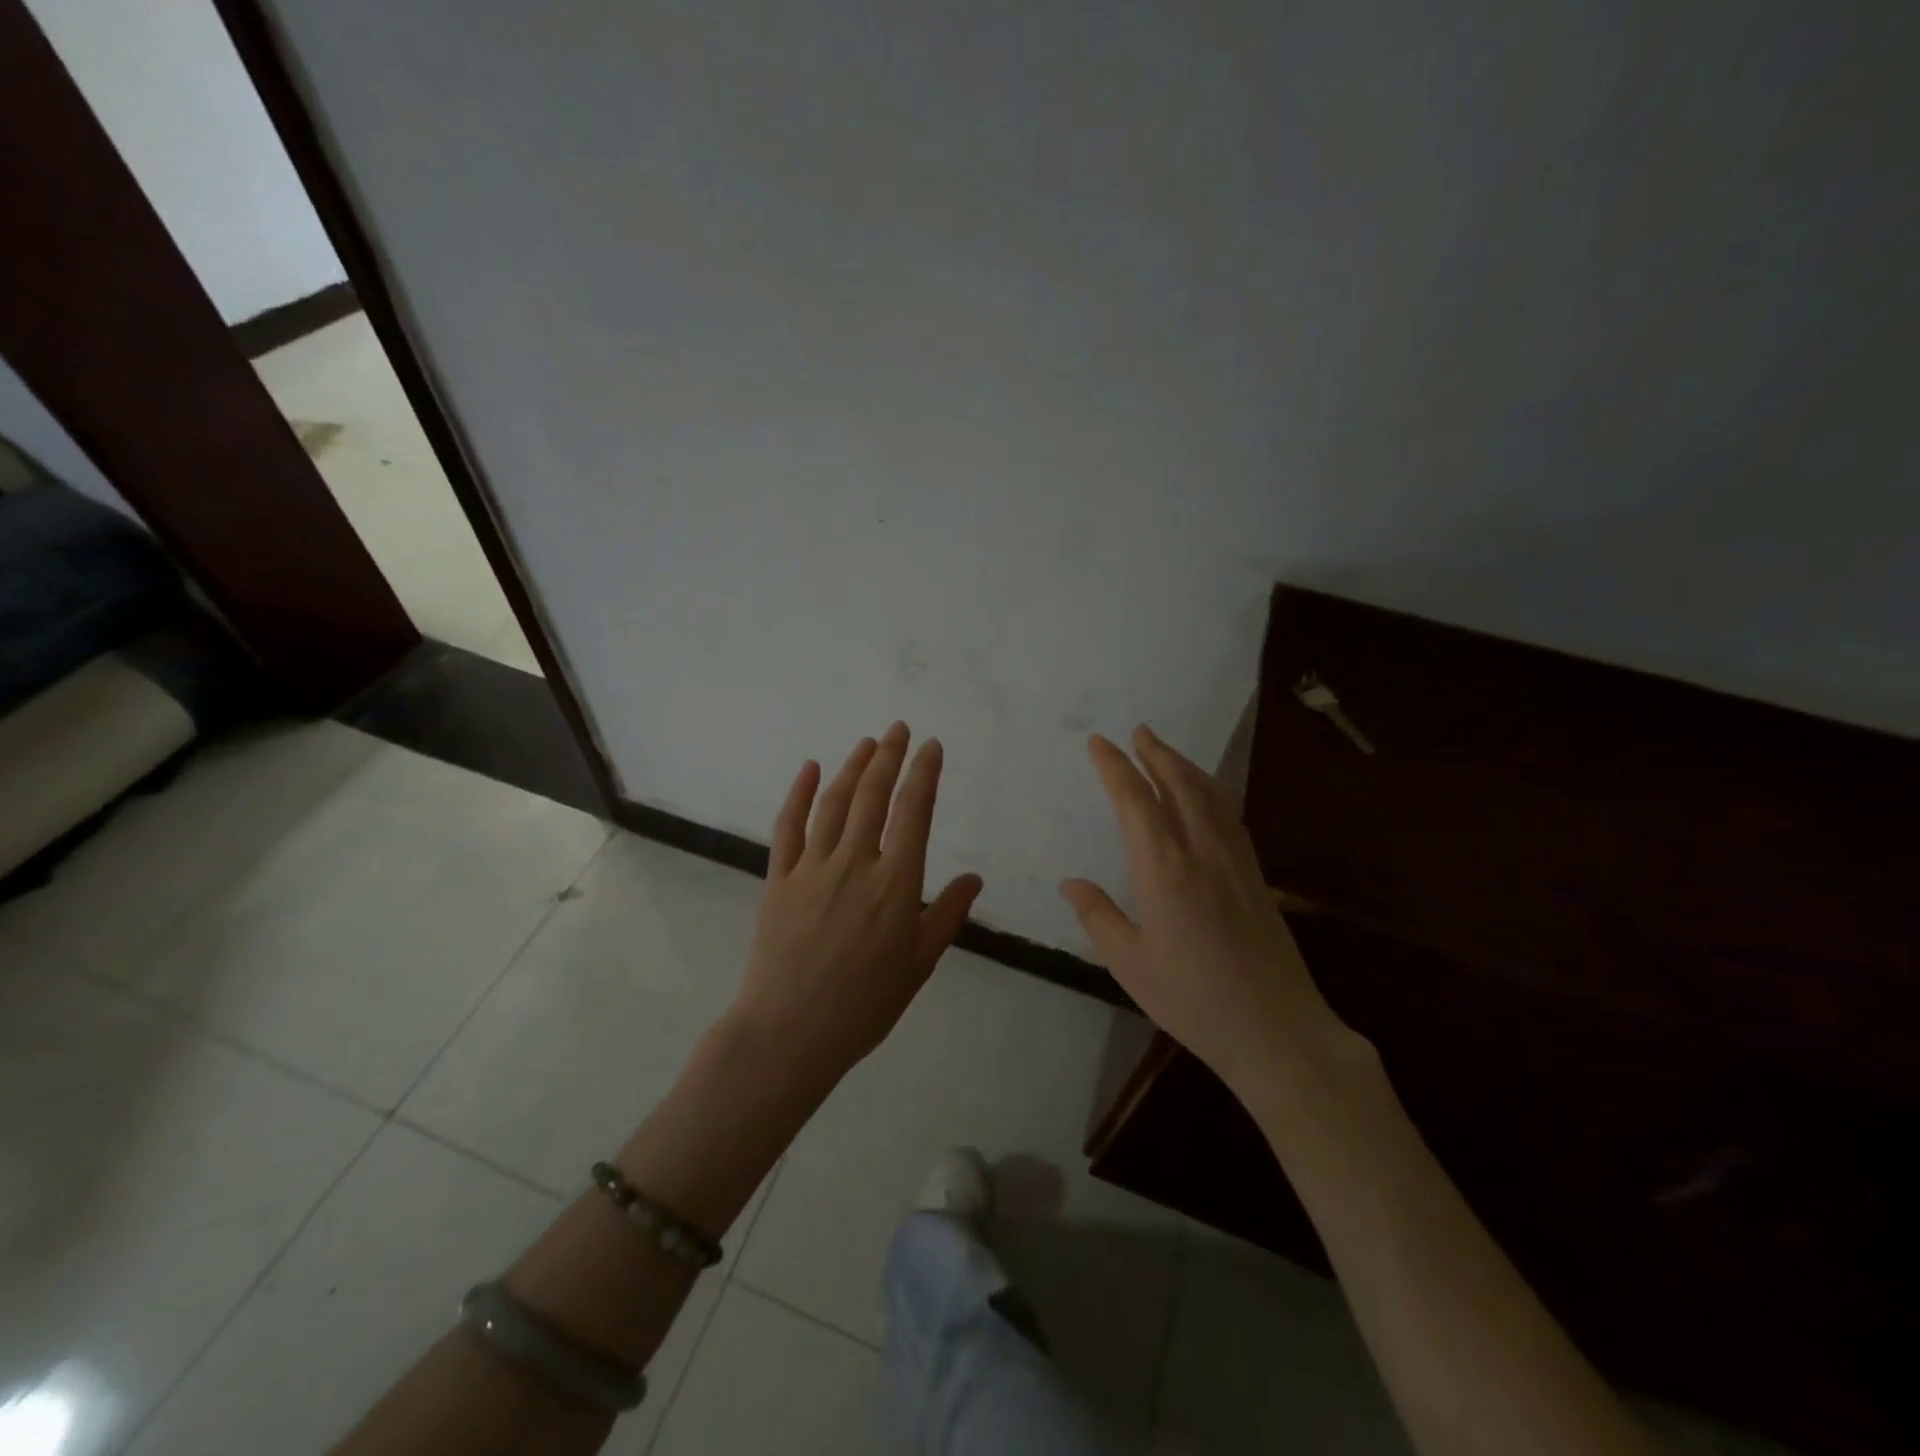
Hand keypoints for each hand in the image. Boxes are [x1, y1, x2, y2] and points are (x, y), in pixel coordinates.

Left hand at [732, 722, 982, 1088]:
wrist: (790, 1033)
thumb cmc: (865, 1004)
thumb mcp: (919, 963)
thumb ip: (947, 914)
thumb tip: (974, 878)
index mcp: (895, 883)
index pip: (914, 812)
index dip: (924, 774)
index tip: (931, 746)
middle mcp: (855, 863)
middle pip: (873, 796)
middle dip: (889, 757)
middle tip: (899, 729)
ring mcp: (812, 867)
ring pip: (834, 803)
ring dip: (851, 767)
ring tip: (867, 743)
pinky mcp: (778, 878)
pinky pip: (788, 826)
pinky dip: (799, 793)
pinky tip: (809, 768)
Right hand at [1060, 726, 1351, 1093]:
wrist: (1276, 1030)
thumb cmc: (1193, 1000)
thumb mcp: (1129, 964)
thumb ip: (1098, 916)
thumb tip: (1071, 883)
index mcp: (1165, 870)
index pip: (1135, 802)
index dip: (1115, 767)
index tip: (1099, 743)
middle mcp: (1202, 852)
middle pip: (1179, 785)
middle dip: (1156, 753)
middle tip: (1138, 731)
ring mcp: (1235, 861)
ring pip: (1209, 795)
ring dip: (1185, 766)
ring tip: (1166, 751)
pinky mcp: (1256, 876)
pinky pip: (1230, 816)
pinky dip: (1211, 792)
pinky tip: (1206, 796)